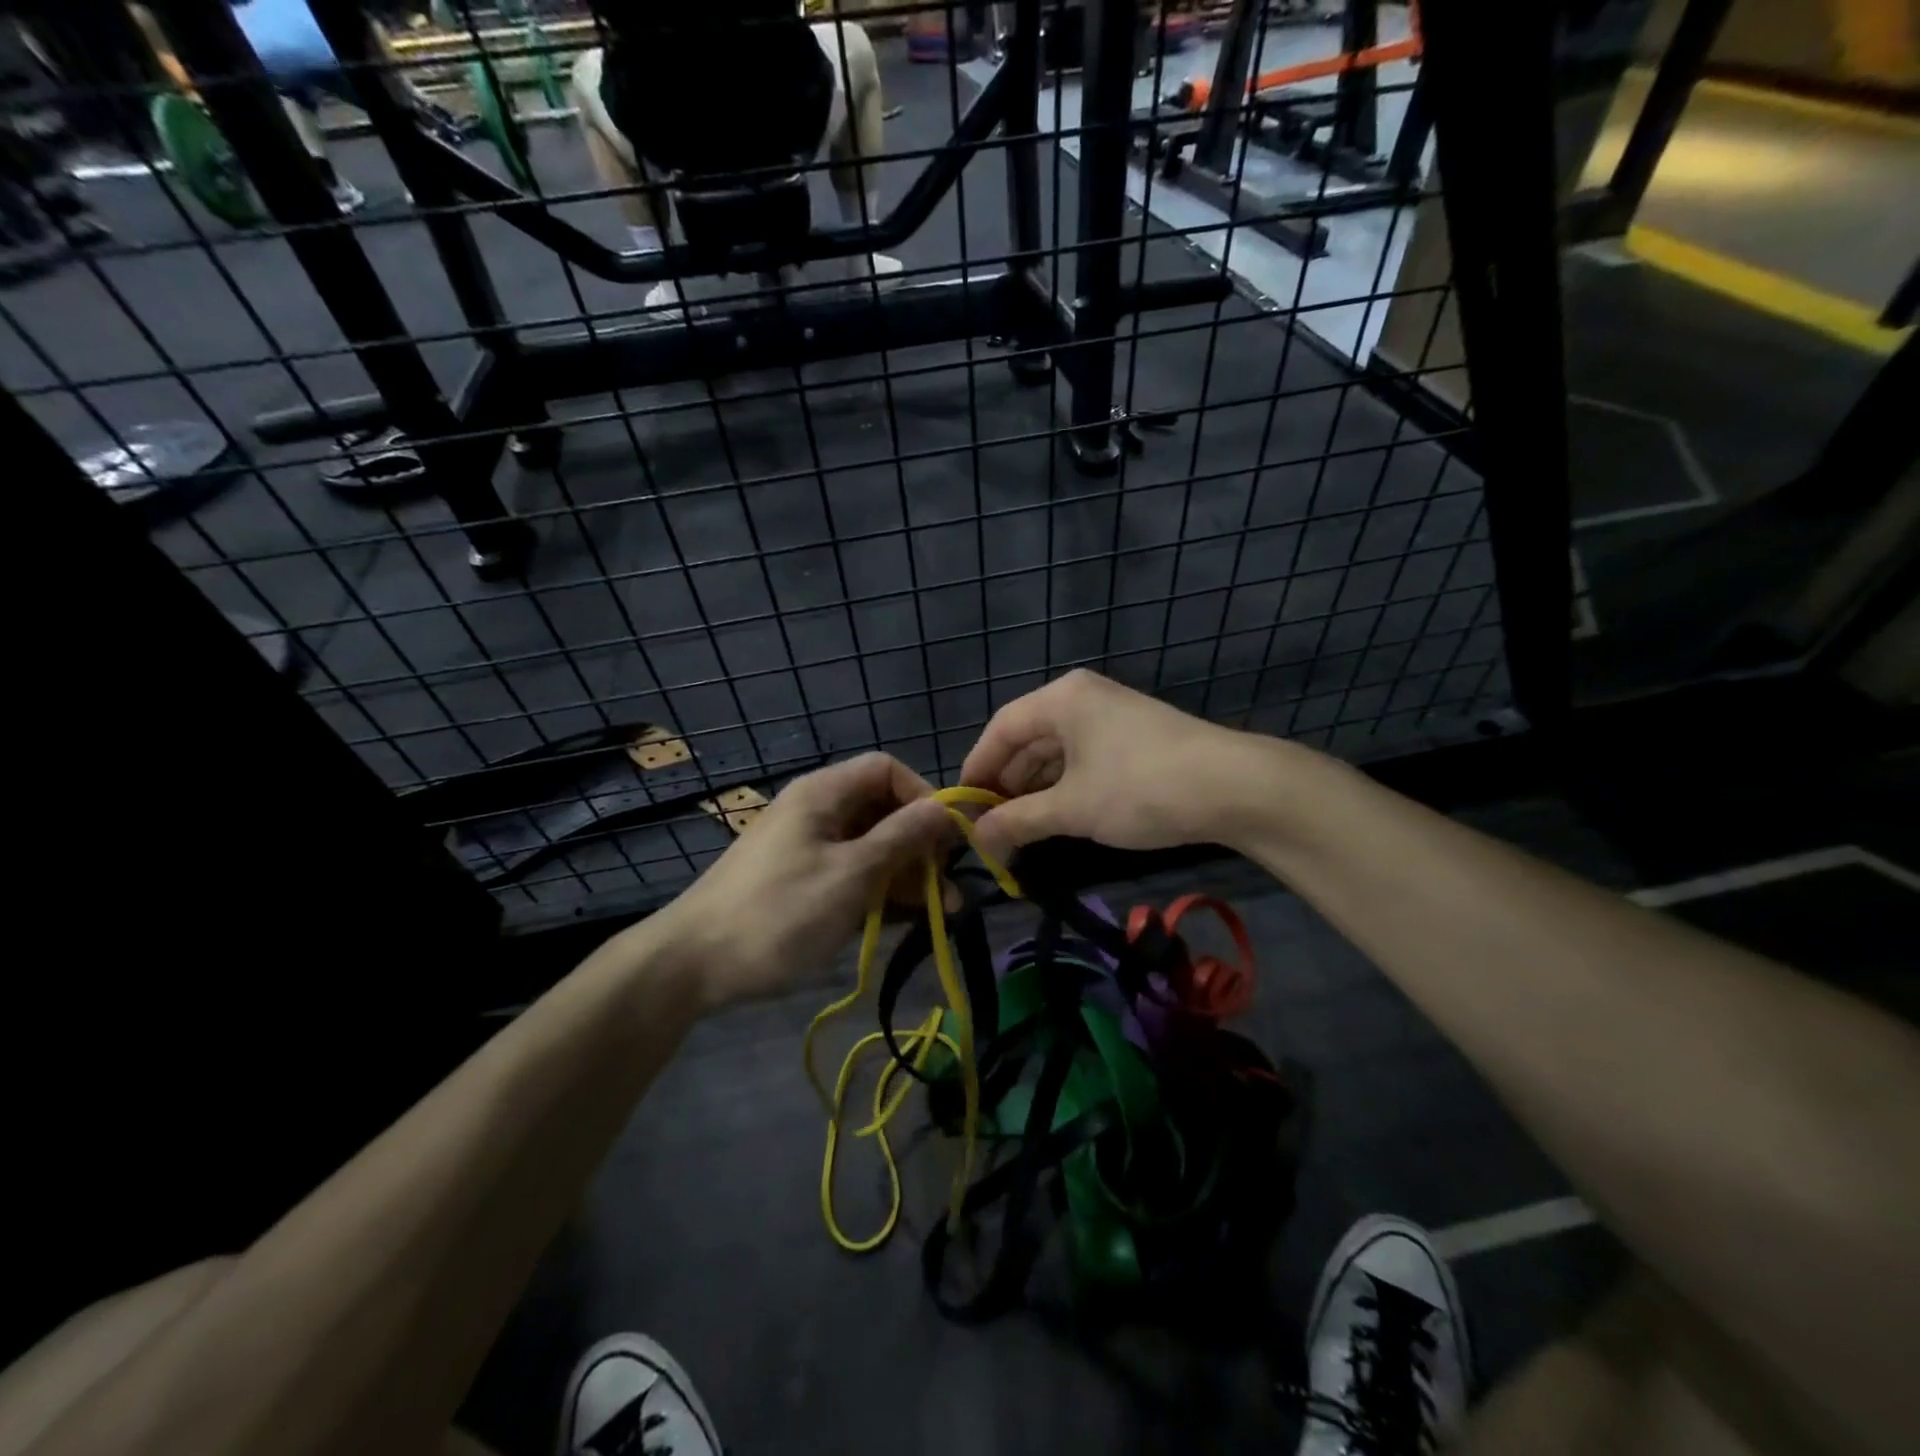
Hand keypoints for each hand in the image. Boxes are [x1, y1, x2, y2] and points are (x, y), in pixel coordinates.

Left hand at [659, 753, 953, 1009]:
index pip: (887, 770)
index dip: (923, 796)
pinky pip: (852, 874)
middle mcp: (818, 812)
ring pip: (871, 847)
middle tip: (950, 887)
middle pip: (882, 811)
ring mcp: (809, 848)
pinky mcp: (803, 882)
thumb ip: (902, 838)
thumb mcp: (851, 874)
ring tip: (942, 913)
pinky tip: (906, 920)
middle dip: (921, 845)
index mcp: (824, 794)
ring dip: (907, 875)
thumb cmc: (779, 912)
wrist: (692, 965)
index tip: (948, 838)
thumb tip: (946, 808)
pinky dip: (880, 892)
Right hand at [960, 670, 1259, 860]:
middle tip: (990, 826)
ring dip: (1035, 789)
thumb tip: (978, 838)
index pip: (1001, 729)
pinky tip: (1057, 816)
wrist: (1233, 787)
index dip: (977, 769)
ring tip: (1019, 829)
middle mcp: (1082, 698)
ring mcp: (1111, 716)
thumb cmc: (1139, 788)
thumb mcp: (1072, 808)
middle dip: (1007, 783)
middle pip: (1028, 739)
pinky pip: (1083, 758)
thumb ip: (1019, 820)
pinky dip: (1065, 786)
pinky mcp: (1133, 737)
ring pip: (1056, 751)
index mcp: (1061, 699)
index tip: (962, 808)